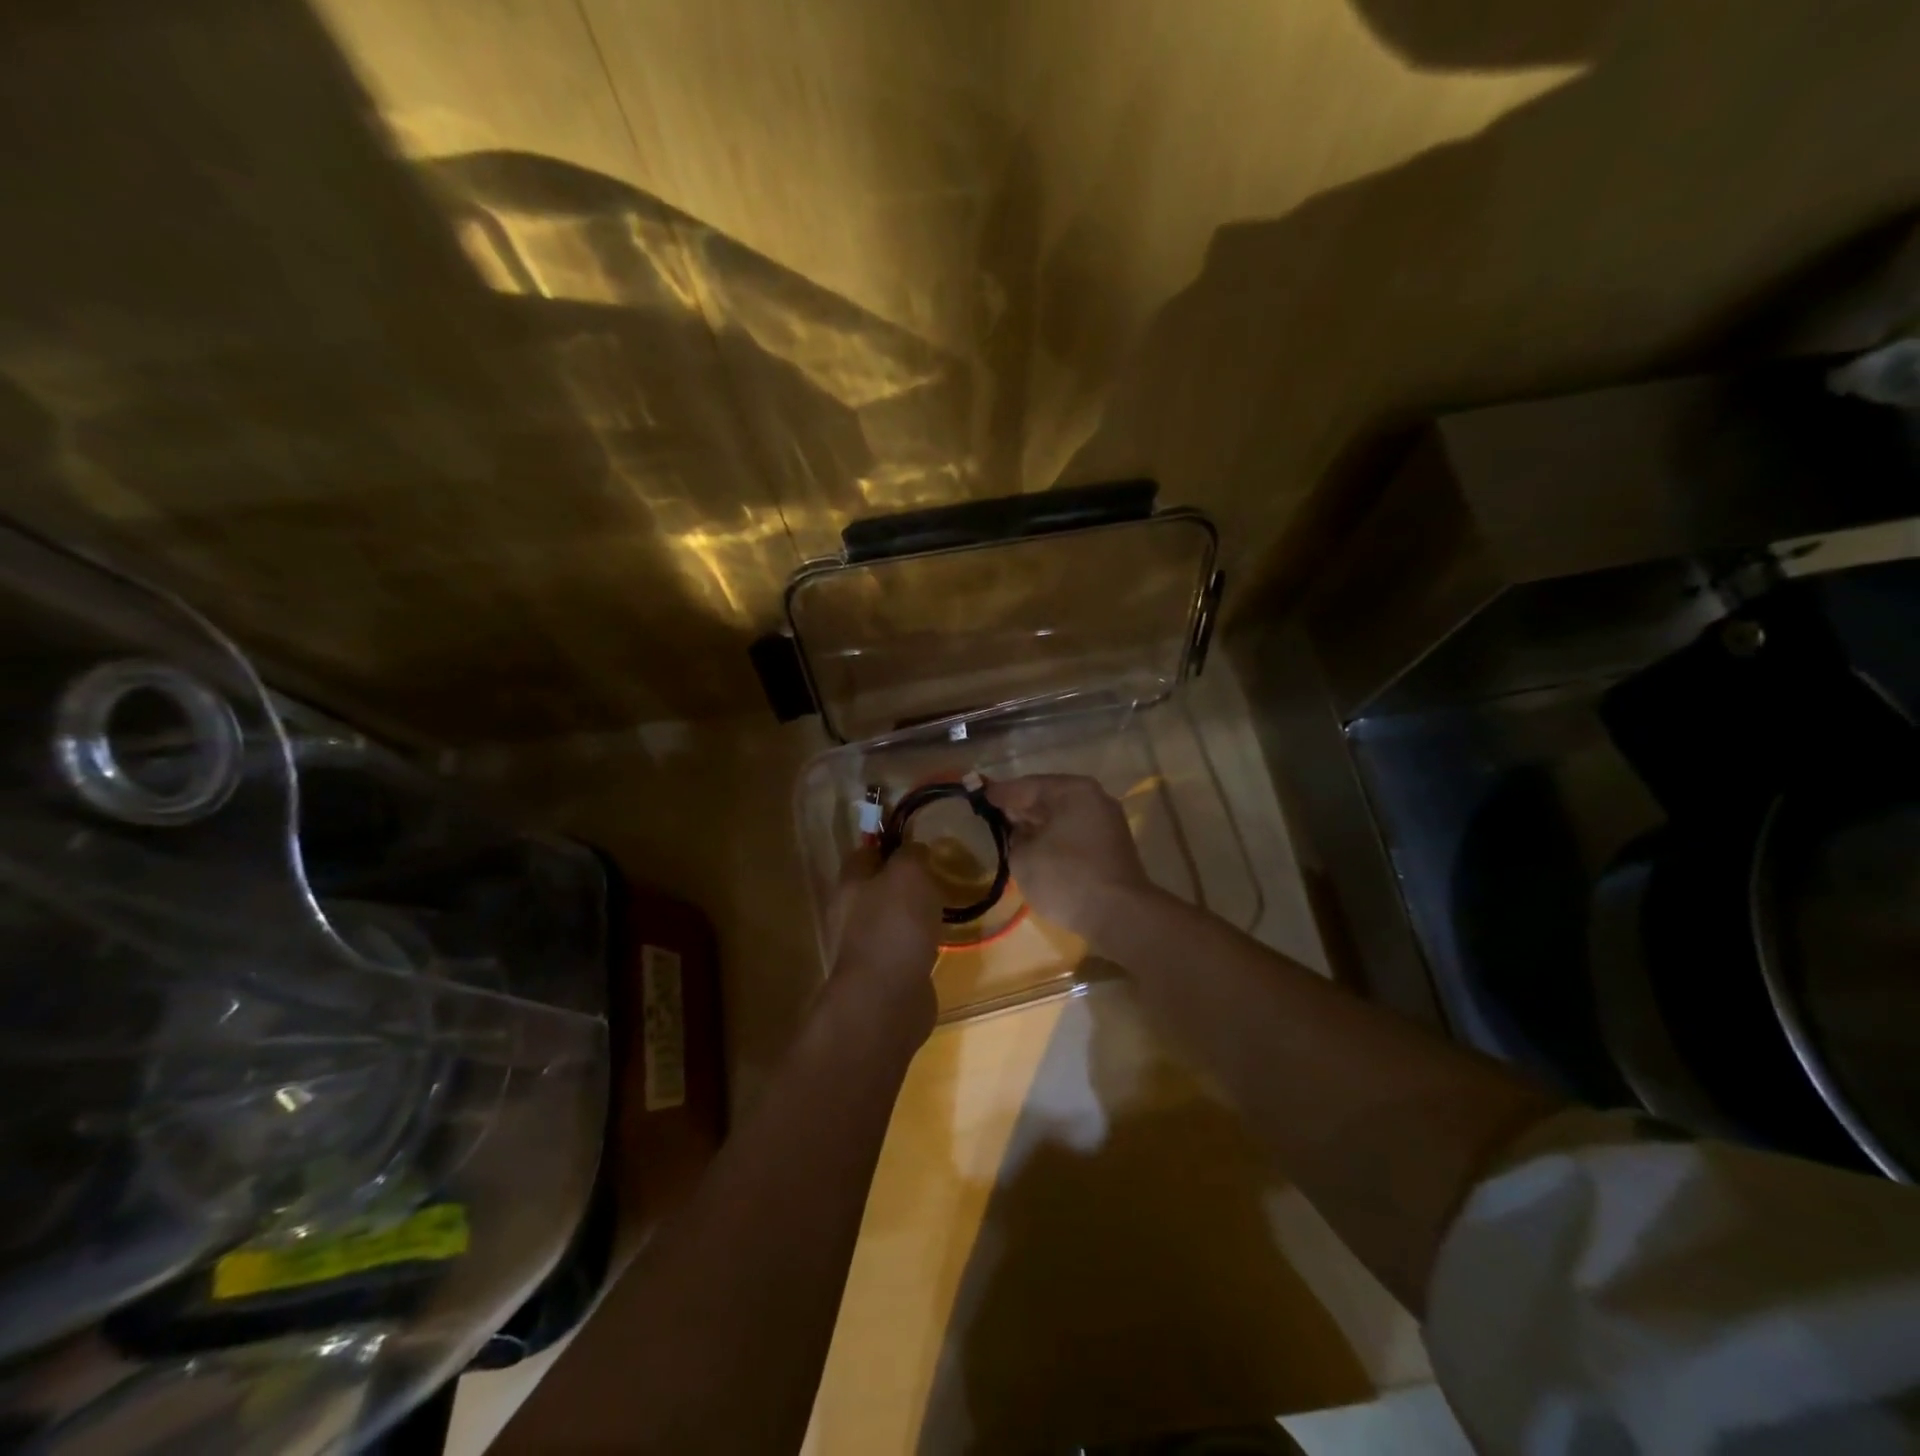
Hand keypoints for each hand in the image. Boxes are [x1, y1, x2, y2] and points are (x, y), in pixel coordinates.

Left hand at [826, 846, 941, 1036]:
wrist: (888, 999)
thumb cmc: (895, 926)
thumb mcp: (908, 873)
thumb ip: (911, 854)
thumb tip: (915, 850)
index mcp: (851, 883)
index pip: (866, 851)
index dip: (890, 843)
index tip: (920, 842)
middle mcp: (851, 912)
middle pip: (878, 885)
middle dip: (906, 880)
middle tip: (938, 874)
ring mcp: (866, 945)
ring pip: (892, 917)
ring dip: (914, 912)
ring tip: (943, 906)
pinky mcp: (885, 972)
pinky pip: (904, 946)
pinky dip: (920, 941)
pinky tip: (939, 941)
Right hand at [985, 775, 1152, 947]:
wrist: (1120, 915)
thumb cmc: (1066, 877)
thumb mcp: (1023, 856)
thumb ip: (1014, 836)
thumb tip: (1021, 832)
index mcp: (1072, 790)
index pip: (1026, 786)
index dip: (999, 793)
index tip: (977, 794)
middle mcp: (1094, 797)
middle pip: (1047, 797)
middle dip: (1020, 807)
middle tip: (992, 813)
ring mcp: (1107, 822)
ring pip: (1062, 816)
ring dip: (1038, 823)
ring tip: (1011, 831)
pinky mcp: (1112, 846)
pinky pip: (1074, 833)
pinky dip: (1054, 836)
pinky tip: (1037, 848)